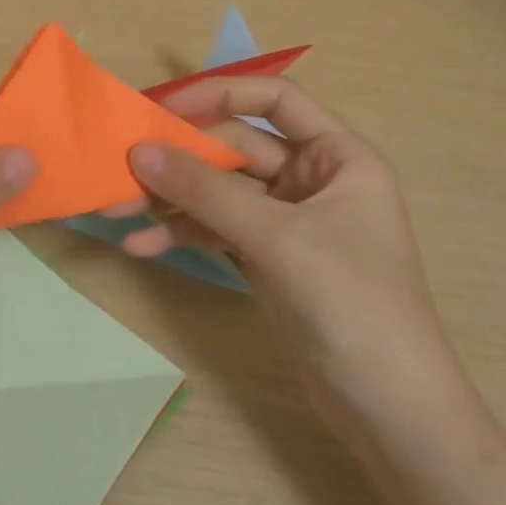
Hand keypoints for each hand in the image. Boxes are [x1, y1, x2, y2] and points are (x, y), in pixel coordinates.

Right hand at [118, 76, 464, 429]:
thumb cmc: (351, 303)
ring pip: (218, 190)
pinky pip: (216, 228)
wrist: (389, 411)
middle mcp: (311, 177)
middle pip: (235, 147)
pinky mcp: (266, 256)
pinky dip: (182, 233)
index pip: (275, 98)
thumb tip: (139, 149)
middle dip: (179, 160)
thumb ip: (205, 190)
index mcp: (337, 156)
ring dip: (170, 198)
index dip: (220, 94)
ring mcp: (286, 219)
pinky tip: (142, 245)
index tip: (165, 108)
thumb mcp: (277, 238)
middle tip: (121, 167)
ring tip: (116, 209)